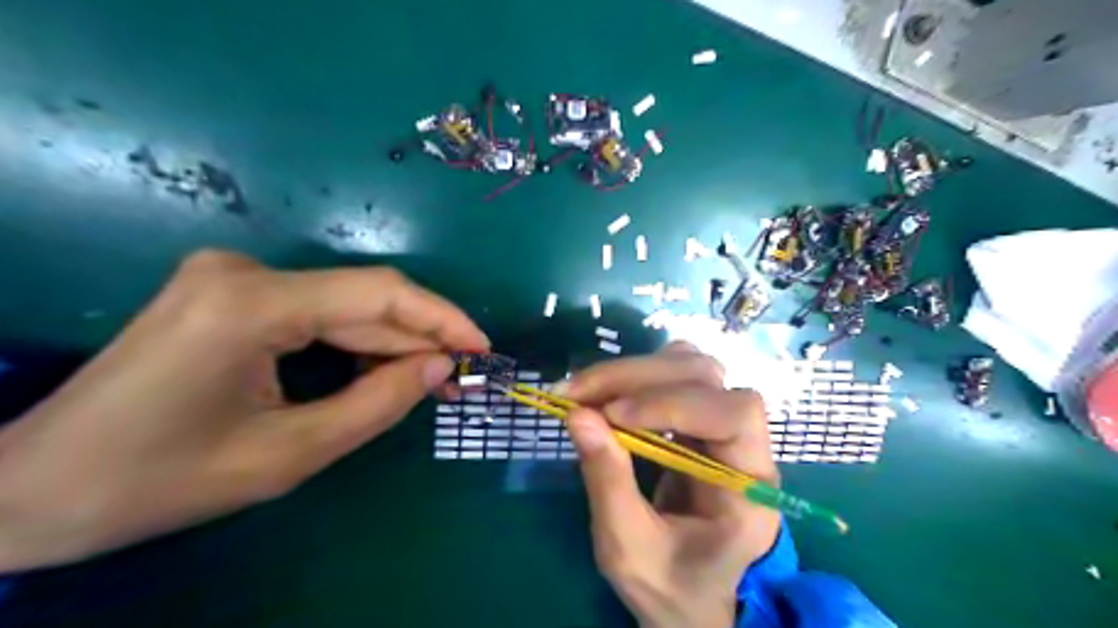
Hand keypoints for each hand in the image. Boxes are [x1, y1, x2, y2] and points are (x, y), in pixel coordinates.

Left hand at [1, 250, 490, 573]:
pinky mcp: (228, 293)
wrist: (35, 488)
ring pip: (342, 306)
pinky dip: (354, 342)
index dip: (441, 318)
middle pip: (362, 299)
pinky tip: (378, 370)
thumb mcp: (289, 453)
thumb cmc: (161, 480)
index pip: (378, 294)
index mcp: (251, 305)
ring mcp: (231, 277)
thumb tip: (440, 367)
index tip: (482, 347)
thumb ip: (377, 404)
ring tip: (430, 379)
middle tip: (460, 376)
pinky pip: (315, 313)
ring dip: (389, 342)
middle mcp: (243, 271)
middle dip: (418, 337)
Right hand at [569, 343, 779, 627]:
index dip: (673, 403)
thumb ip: (608, 482)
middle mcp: (745, 444)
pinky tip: (607, 394)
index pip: (735, 414)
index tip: (613, 415)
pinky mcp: (698, 418)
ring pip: (690, 365)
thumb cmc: (672, 585)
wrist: (694, 593)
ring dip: (634, 370)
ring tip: (586, 391)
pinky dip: (636, 375)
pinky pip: (674, 375)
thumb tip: (577, 414)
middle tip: (575, 392)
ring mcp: (721, 425)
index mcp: (749, 486)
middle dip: (636, 377)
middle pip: (705, 376)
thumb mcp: (629, 549)